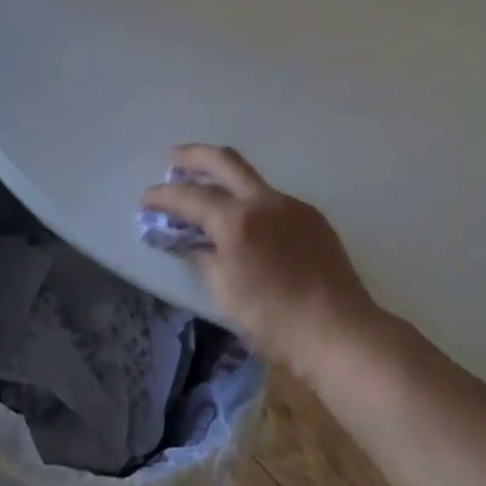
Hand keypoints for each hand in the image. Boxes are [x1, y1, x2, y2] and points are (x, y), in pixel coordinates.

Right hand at [142, 145, 384, 377]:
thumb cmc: (275, 321)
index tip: (146, 198)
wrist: (339, 329)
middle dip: (194, 156)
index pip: (190, 197)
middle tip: (173, 158)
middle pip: (224, 161)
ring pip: (252, 180)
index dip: (164, 196)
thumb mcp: (226, 294)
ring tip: (208, 195)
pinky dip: (252, 204)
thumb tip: (192, 242)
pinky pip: (274, 202)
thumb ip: (205, 259)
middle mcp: (265, 201)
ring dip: (226, 180)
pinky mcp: (312, 217)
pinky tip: (249, 226)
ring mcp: (292, 205)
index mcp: (237, 220)